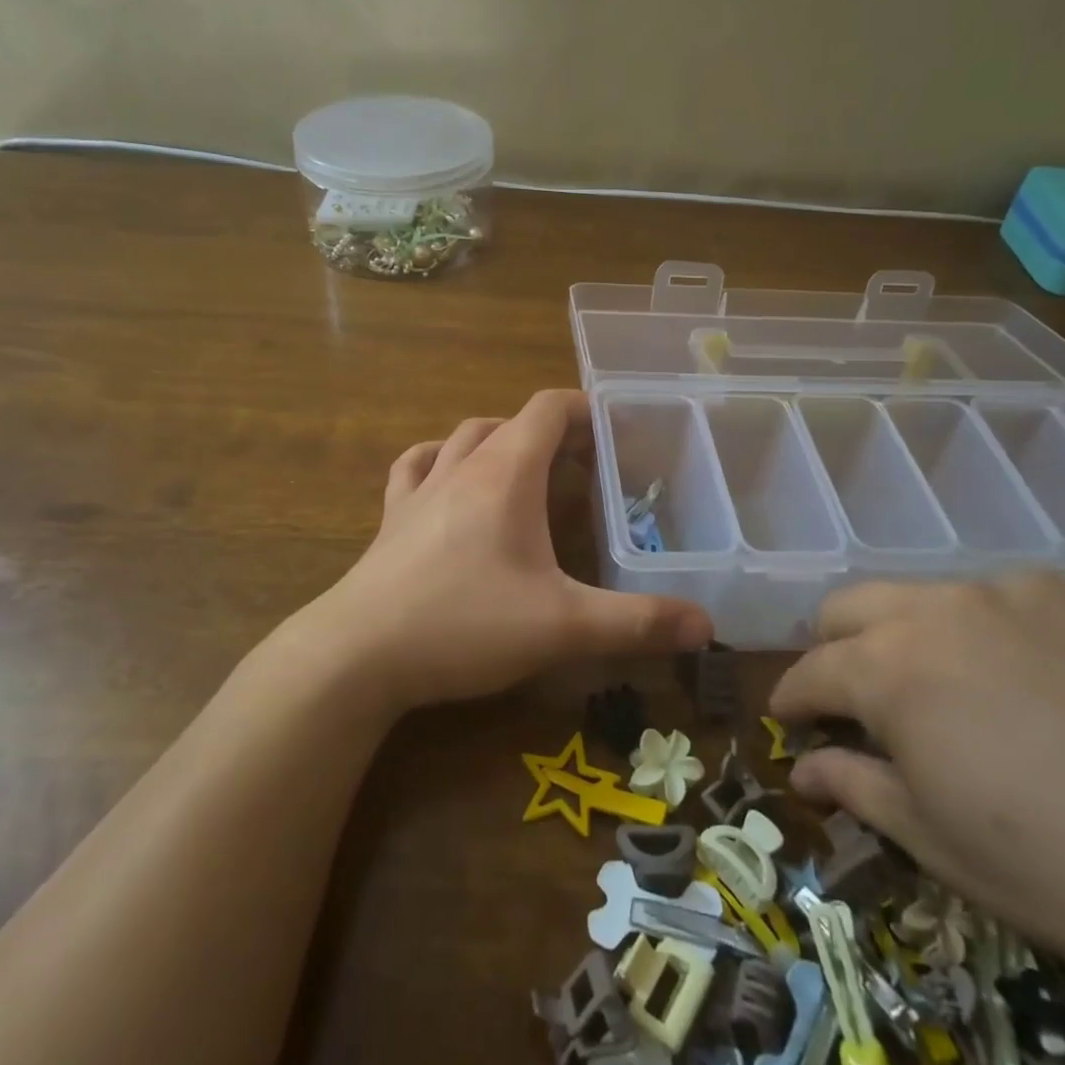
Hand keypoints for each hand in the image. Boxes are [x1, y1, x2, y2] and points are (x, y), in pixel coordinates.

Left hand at [306, 390, 712, 711]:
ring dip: (498, 440)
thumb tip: (706, 624)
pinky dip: (440, 460)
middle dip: (552, 432)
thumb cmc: (465, 625)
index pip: (548, 408)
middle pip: (511, 421)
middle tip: (586, 464)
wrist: (358, 655)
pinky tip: (446, 478)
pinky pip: (416, 467)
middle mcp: (461, 467)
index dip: (585, 408)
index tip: (616, 429)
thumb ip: (637, 623)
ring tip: (525, 468)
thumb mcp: (563, 626)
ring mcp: (420, 490)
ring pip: (463, 437)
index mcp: (506, 473)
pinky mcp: (390, 519)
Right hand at [770, 573, 1064, 1064]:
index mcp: (891, 667)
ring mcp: (1017, 589)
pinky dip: (997, 630)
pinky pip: (1011, 597)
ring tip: (953, 688)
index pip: (812, 669)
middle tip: (858, 697)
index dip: (793, 697)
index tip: (792, 719)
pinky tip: (1035, 680)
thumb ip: (851, 784)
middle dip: (835, 648)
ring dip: (914, 634)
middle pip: (850, 605)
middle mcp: (941, 607)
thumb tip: (799, 767)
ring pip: (928, 594)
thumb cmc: (1053, 872)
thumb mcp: (931, 838)